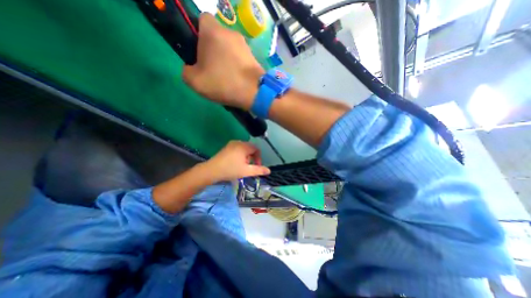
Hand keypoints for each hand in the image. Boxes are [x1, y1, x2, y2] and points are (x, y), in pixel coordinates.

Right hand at [183, 12, 264, 109]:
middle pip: (216, 36)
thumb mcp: (195, 81)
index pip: (201, 19)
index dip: (198, 34)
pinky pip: (239, 58)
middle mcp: (230, 33)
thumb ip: (186, 71)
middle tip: (212, 69)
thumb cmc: (223, 84)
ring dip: (225, 60)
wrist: (254, 92)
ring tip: (226, 79)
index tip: (199, 52)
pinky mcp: (253, 57)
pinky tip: (236, 80)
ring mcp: (245, 45)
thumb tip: (193, 68)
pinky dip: (236, 66)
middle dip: (211, 50)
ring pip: (229, 48)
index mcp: (213, 31)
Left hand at [204, 141, 269, 182]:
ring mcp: (231, 144)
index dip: (259, 158)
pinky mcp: (226, 147)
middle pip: (250, 148)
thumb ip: (259, 170)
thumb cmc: (230, 170)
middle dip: (252, 158)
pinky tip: (236, 163)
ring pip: (244, 149)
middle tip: (248, 167)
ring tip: (242, 166)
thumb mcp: (246, 171)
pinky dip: (240, 155)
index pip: (256, 149)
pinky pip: (237, 149)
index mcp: (244, 146)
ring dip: (246, 157)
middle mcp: (238, 142)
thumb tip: (269, 171)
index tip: (256, 166)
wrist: (211, 170)